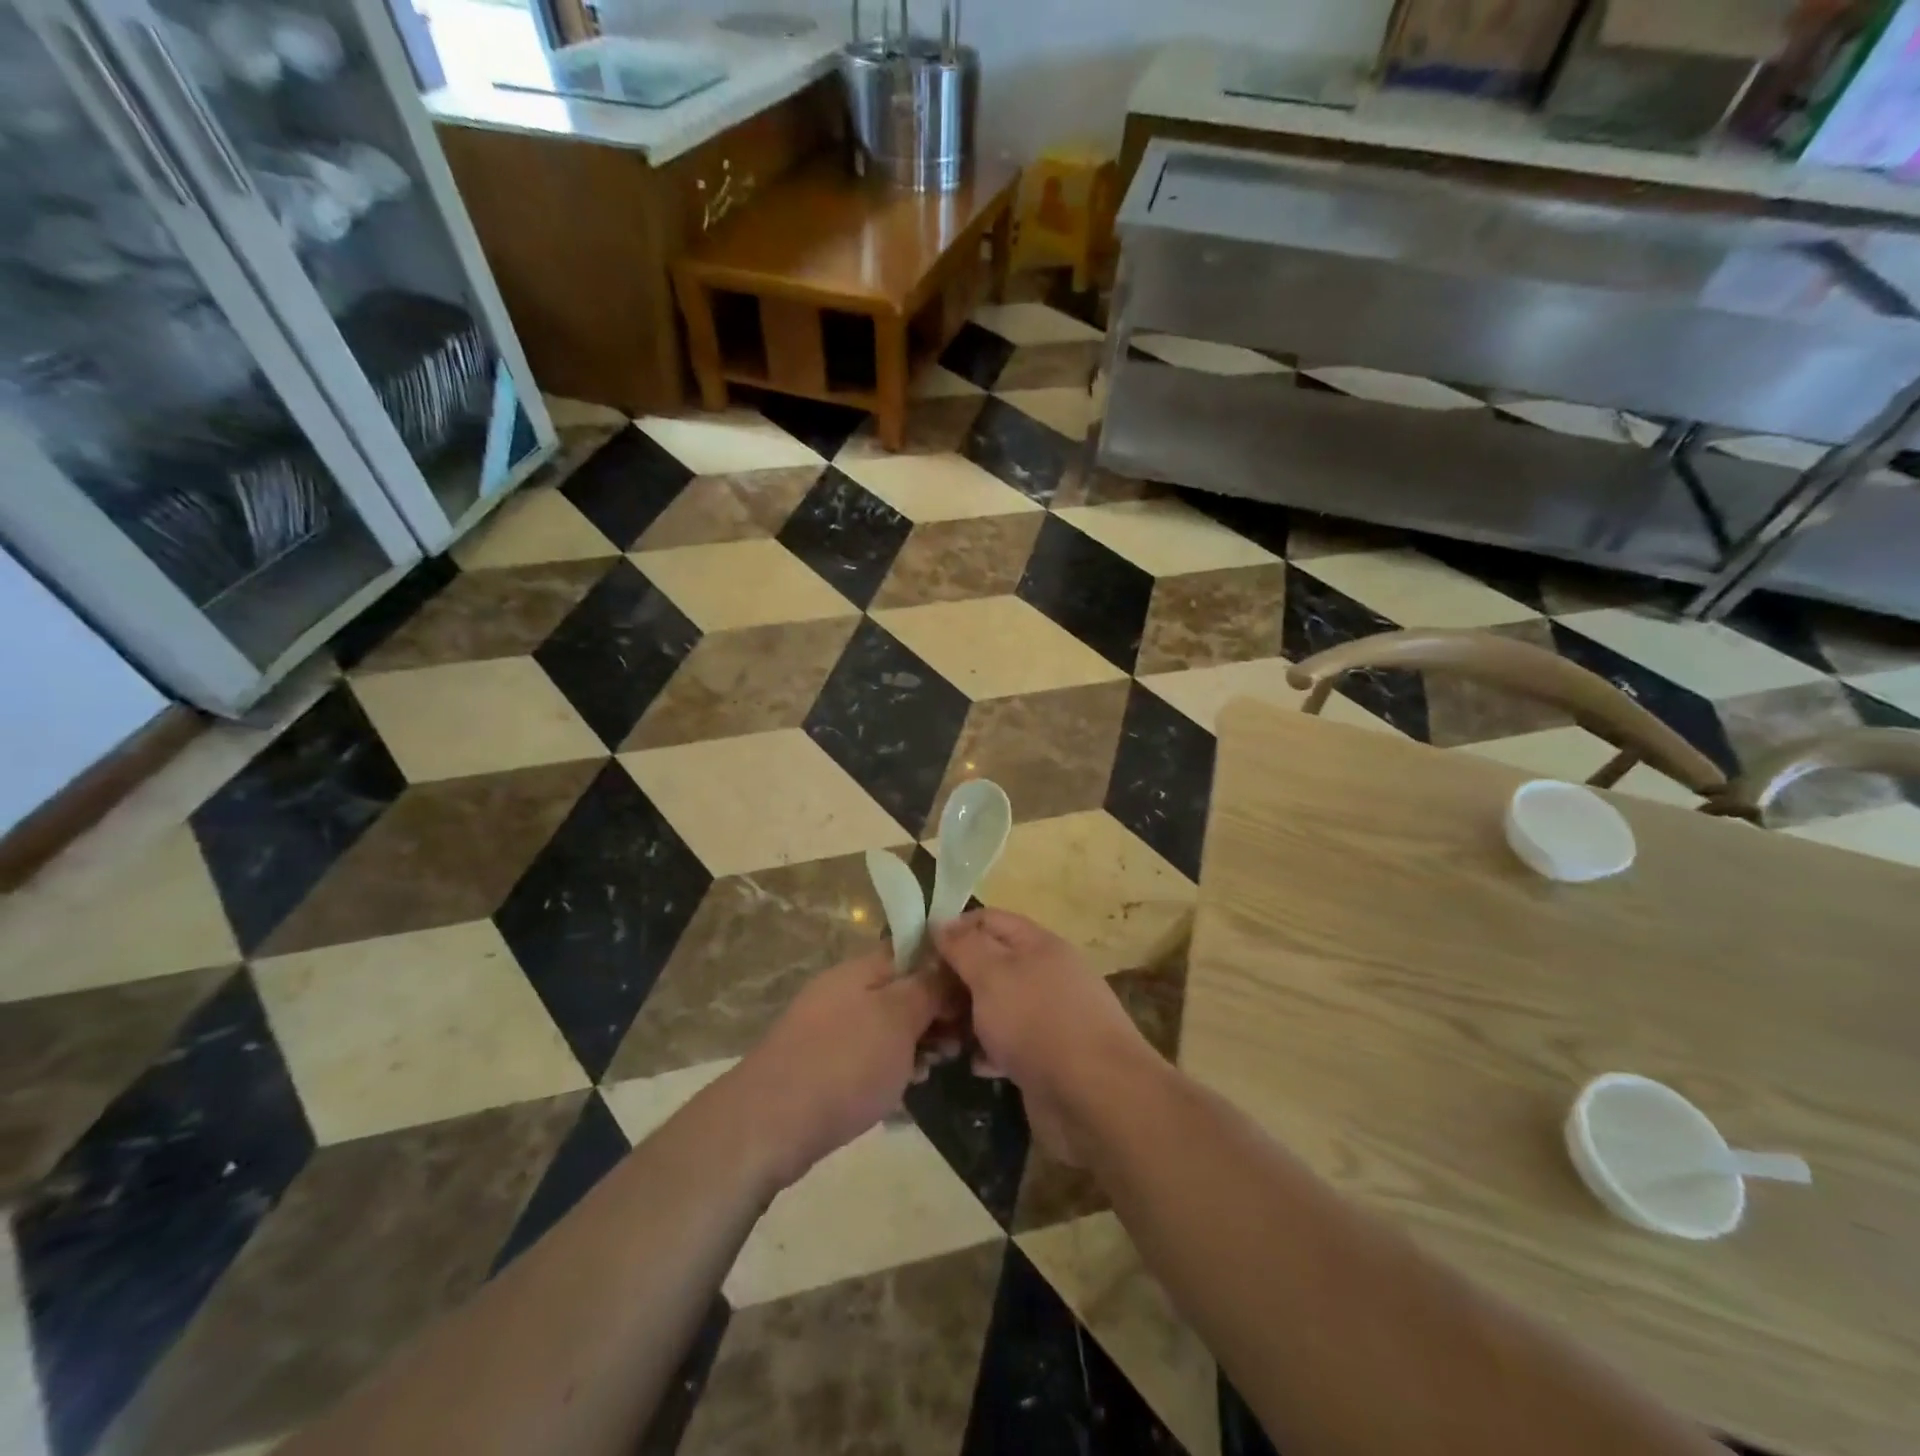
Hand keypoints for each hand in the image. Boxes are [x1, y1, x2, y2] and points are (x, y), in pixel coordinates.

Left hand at [732, 947, 959, 1188]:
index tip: (974, 995)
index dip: (947, 967)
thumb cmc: (844, 1063)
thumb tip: (948, 961)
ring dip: (918, 1041)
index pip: (913, 948)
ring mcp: (832, 1027)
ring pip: (889, 1024)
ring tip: (938, 1066)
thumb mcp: (898, 1018)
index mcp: (862, 968)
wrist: (769, 1124)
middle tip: (960, 1041)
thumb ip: (928, 987)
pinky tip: (908, 1086)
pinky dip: (892, 1065)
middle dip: (936, 1011)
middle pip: (903, 988)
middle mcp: (845, 990)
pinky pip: (870, 1053)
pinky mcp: (824, 1064)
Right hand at [933, 909, 1157, 1165]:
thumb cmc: (1038, 1022)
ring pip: (996, 1006)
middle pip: (990, 964)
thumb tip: (940, 922)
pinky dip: (987, 1050)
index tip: (919, 952)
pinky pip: (1007, 1044)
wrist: (1096, 1097)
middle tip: (923, 1001)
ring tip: (939, 1036)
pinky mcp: (1046, 1057)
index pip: (988, 919)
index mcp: (1037, 944)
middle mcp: (1045, 974)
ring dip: (967, 1018)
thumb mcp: (993, 974)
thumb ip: (964, 947)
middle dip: (955, 979)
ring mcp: (1048, 1017)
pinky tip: (971, 1064)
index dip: (954, 929)